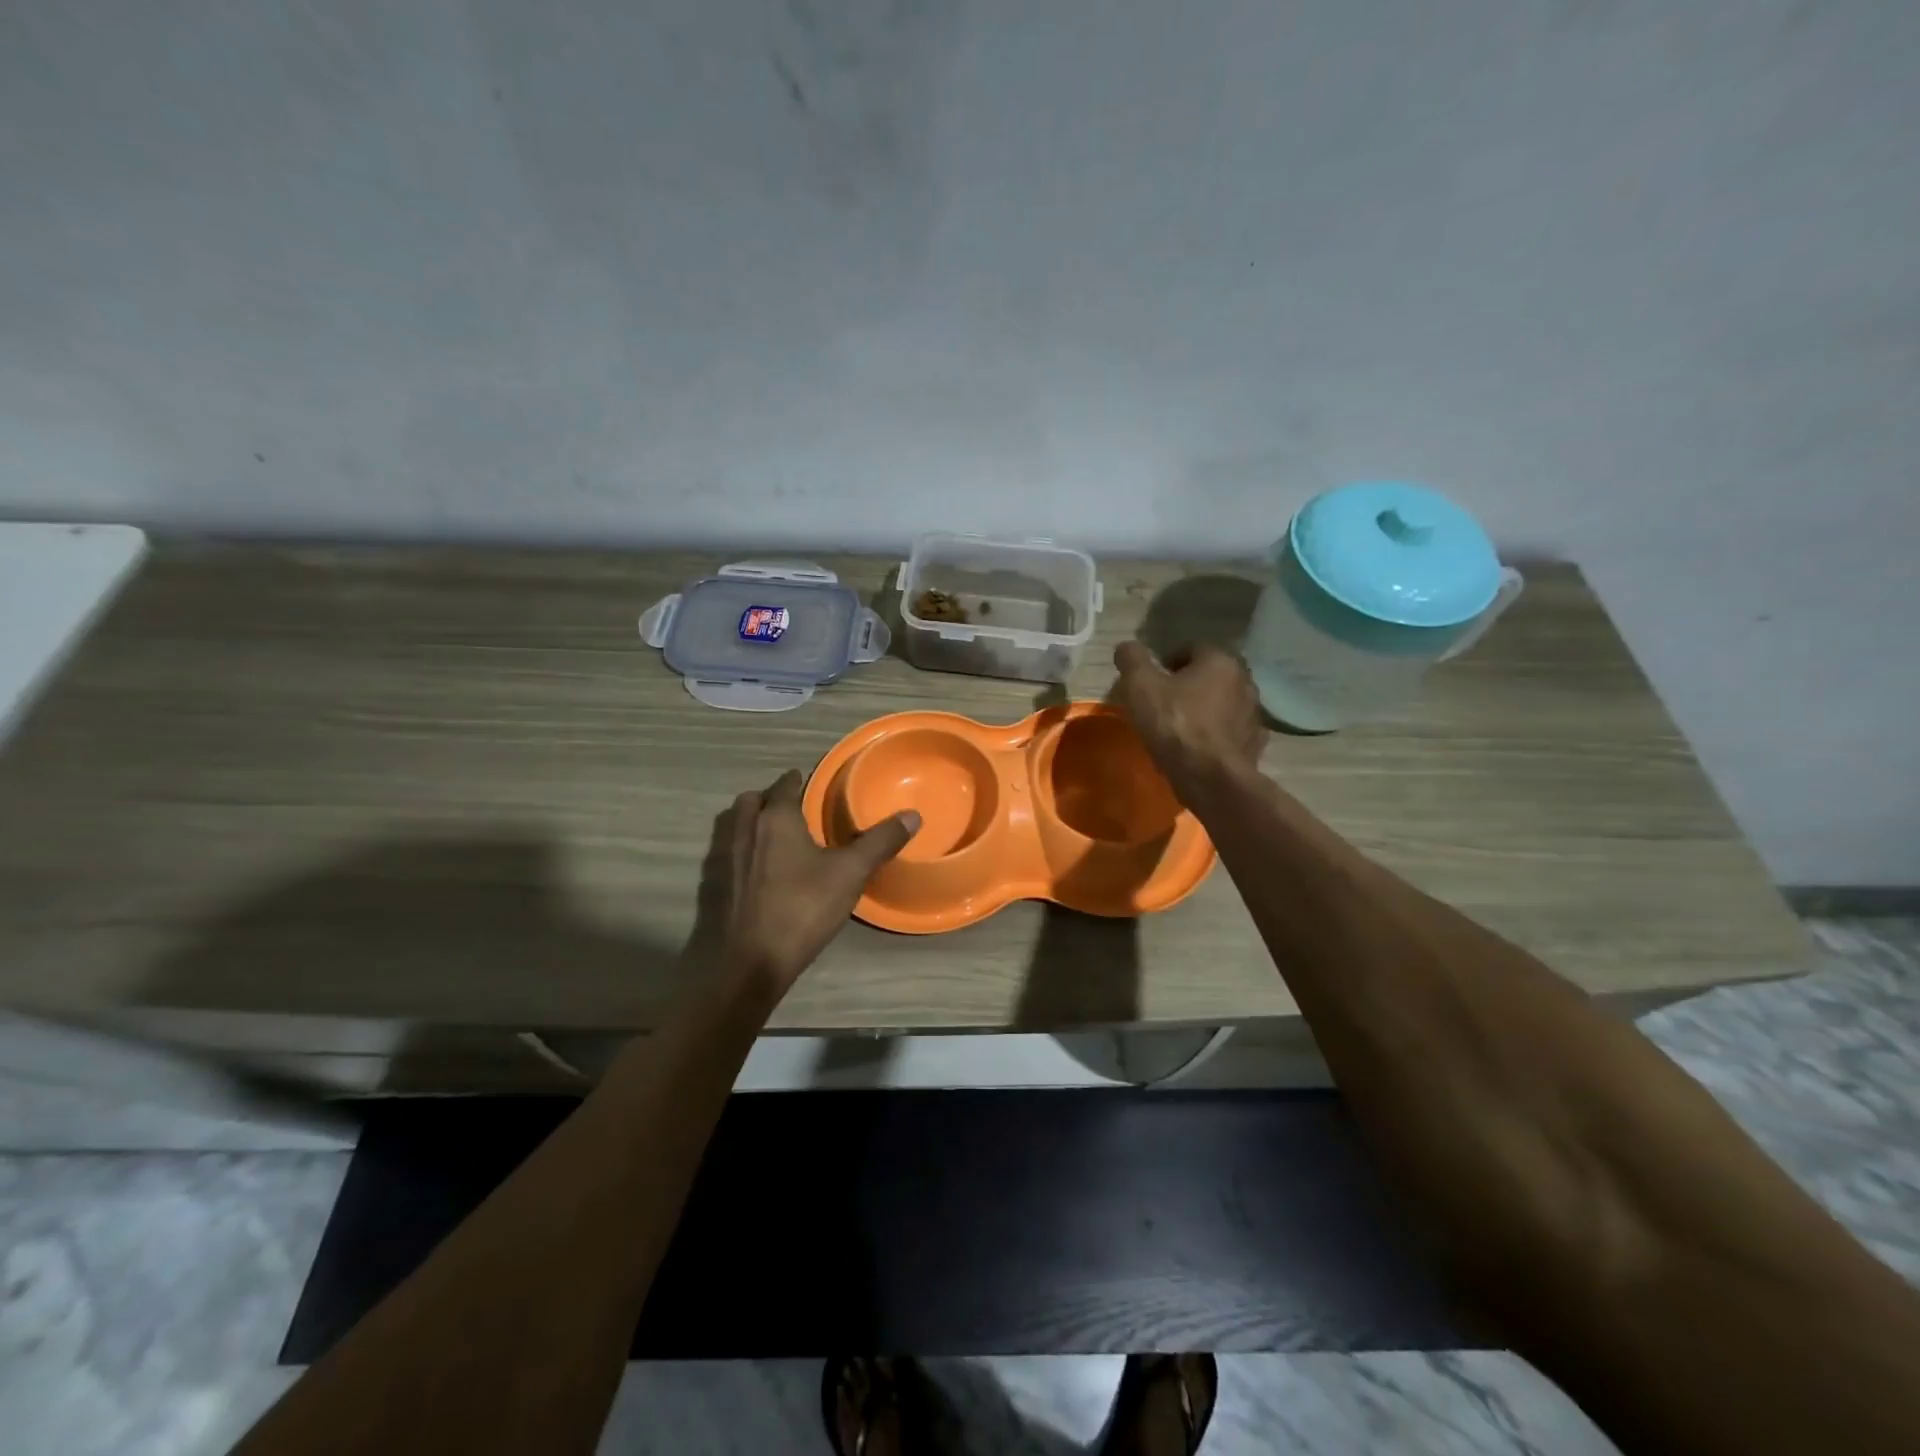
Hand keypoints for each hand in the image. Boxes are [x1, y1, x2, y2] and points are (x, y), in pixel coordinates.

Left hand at [690, 769, 919, 999]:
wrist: (751, 961)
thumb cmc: (802, 908)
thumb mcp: (850, 873)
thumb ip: (880, 842)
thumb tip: (912, 815)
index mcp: (775, 818)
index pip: (785, 785)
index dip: (797, 781)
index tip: (810, 783)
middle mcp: (745, 830)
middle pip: (752, 800)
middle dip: (769, 798)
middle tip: (793, 808)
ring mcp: (725, 858)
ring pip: (736, 825)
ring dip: (753, 822)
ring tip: (778, 836)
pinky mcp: (717, 885)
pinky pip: (730, 853)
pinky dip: (744, 850)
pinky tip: (762, 870)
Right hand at [1111, 641, 1267, 789]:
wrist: (1210, 778)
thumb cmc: (1174, 724)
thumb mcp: (1140, 687)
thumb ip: (1132, 660)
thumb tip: (1126, 646)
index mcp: (1220, 660)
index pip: (1192, 649)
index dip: (1167, 662)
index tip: (1151, 682)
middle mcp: (1244, 680)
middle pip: (1210, 675)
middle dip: (1188, 685)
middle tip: (1163, 703)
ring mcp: (1253, 714)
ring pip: (1222, 703)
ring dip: (1204, 709)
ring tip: (1179, 728)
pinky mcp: (1253, 743)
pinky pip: (1230, 730)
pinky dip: (1215, 734)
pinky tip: (1197, 748)